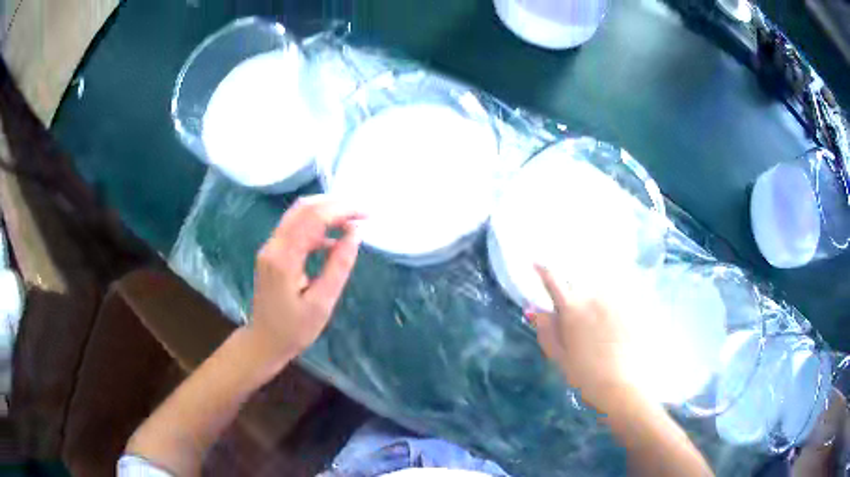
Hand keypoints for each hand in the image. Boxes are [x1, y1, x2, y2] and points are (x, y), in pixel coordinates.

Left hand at [248, 195, 362, 362]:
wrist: (264, 342)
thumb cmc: (295, 329)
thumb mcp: (322, 302)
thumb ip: (339, 265)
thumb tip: (356, 233)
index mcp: (284, 258)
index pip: (313, 218)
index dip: (342, 209)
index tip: (367, 214)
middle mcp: (273, 245)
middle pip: (303, 208)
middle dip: (335, 204)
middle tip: (362, 213)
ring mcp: (270, 247)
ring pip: (298, 214)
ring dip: (326, 212)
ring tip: (352, 222)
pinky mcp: (272, 252)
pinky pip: (294, 228)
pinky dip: (316, 226)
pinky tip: (334, 240)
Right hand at [528, 265, 633, 411]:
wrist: (622, 384)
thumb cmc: (586, 374)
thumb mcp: (560, 356)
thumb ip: (546, 330)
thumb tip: (533, 310)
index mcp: (572, 308)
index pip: (553, 281)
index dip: (543, 270)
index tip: (536, 262)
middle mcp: (594, 296)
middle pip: (579, 279)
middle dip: (572, 281)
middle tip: (572, 299)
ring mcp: (615, 299)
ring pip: (600, 283)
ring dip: (593, 287)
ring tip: (594, 302)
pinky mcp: (632, 306)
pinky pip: (618, 292)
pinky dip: (613, 294)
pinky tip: (614, 311)